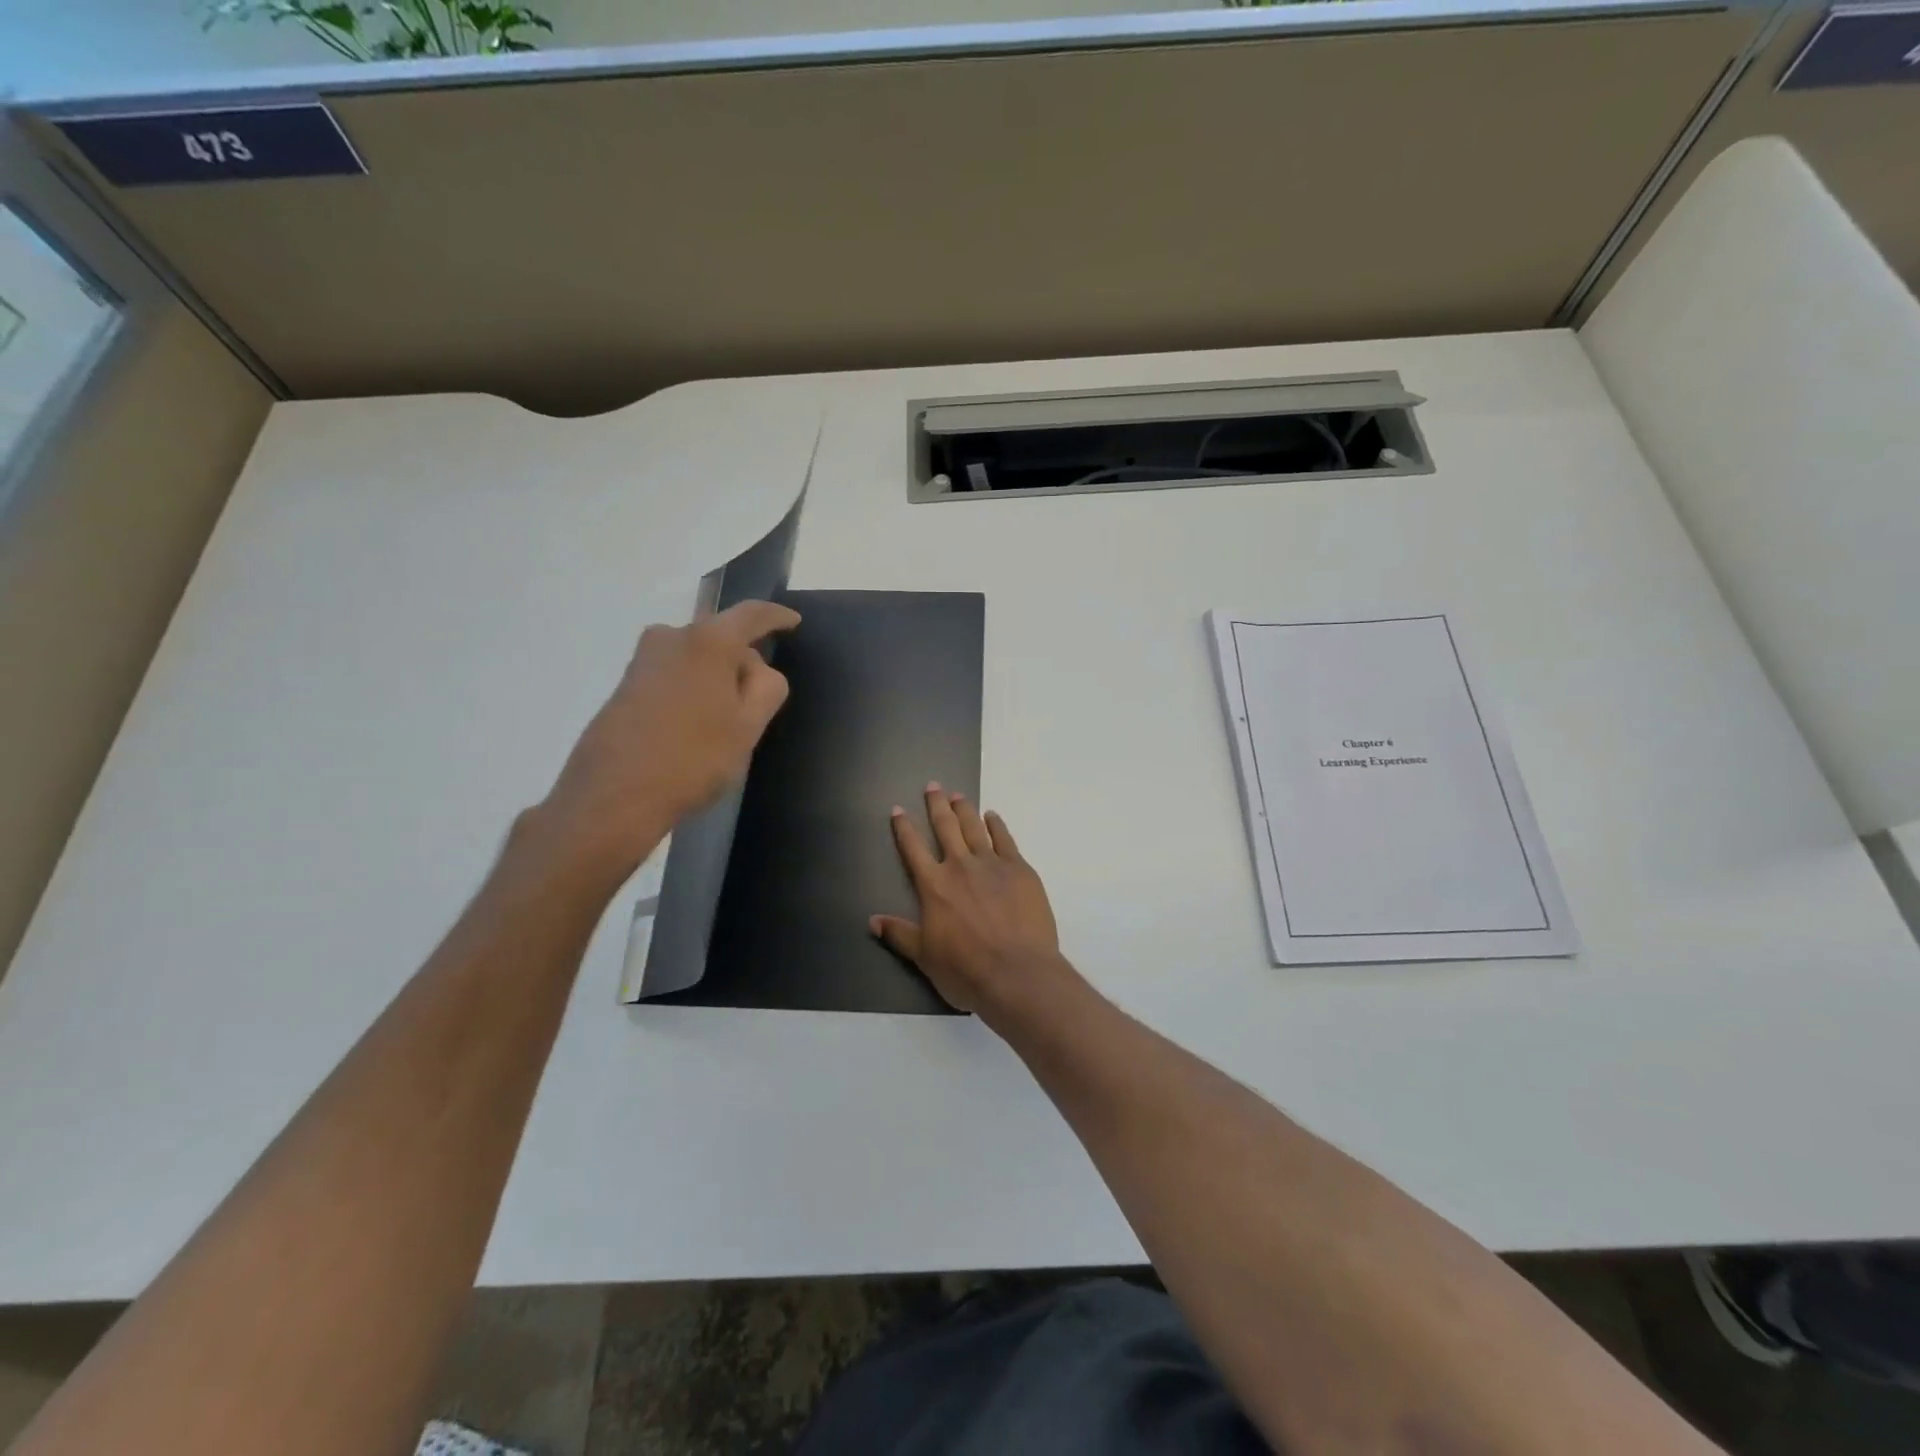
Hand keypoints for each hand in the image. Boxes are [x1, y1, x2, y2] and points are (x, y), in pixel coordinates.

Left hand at [532, 600, 800, 884]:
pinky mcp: (625, 685)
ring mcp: (642, 660)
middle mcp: (671, 637)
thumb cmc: (692, 759)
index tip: (793, 621)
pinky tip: (695, 729)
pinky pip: (673, 674)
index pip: (751, 614)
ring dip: (715, 679)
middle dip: (743, 660)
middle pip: (720, 636)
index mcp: (707, 641)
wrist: (612, 797)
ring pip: (695, 657)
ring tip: (726, 722)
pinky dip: (692, 690)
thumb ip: (767, 688)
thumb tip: (757, 668)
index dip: (776, 616)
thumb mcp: (748, 727)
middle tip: (759, 700)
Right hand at [871, 784, 1066, 1016]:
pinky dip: (997, 825)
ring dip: (964, 809)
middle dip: (936, 805)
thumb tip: (872, 920)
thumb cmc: (966, 970)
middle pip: (945, 827)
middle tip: (933, 786)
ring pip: (974, 827)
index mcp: (934, 886)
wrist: (1017, 973)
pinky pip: (1005, 839)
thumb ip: (900, 934)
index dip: (903, 828)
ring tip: (958, 795)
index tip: (897, 809)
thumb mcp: (924, 957)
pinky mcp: (1020, 869)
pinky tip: (992, 816)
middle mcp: (960, 866)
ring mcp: (993, 864)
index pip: (913, 849)